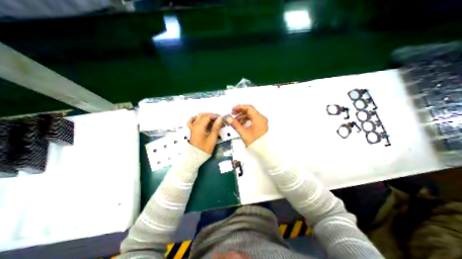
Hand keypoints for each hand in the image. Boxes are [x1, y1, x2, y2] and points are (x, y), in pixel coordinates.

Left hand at [188, 113, 223, 153]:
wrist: (195, 157)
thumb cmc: (204, 149)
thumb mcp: (212, 138)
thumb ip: (216, 128)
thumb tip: (220, 119)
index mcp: (199, 127)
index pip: (207, 116)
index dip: (215, 116)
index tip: (221, 118)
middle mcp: (195, 125)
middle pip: (203, 115)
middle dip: (211, 116)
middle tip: (218, 120)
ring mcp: (192, 127)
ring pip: (199, 117)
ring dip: (206, 117)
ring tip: (213, 122)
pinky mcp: (192, 130)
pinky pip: (193, 121)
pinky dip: (198, 119)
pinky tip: (202, 121)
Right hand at [224, 104, 266, 145]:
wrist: (264, 150)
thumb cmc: (256, 142)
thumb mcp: (243, 133)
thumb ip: (235, 124)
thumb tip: (229, 118)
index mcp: (259, 118)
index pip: (248, 108)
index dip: (239, 107)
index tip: (233, 109)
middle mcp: (261, 119)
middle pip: (250, 111)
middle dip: (240, 112)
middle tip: (233, 114)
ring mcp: (262, 122)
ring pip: (251, 116)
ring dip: (243, 117)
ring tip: (236, 121)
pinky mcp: (261, 126)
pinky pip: (253, 120)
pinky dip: (246, 120)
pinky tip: (241, 124)